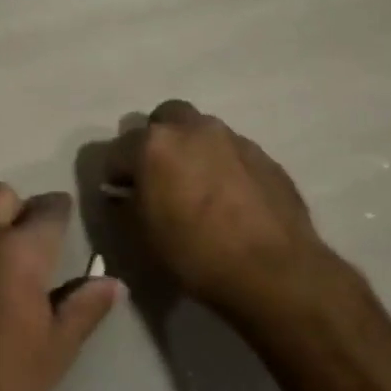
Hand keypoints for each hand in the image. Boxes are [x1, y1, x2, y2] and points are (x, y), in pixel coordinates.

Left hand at [0, 184, 122, 390]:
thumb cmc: (4, 378)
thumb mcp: (57, 348)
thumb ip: (86, 306)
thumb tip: (114, 283)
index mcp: (19, 251)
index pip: (48, 209)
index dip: (60, 212)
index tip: (64, 223)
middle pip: (0, 194)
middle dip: (19, 208)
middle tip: (27, 242)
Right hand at [105, 100, 351, 321]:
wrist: (274, 271)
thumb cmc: (195, 253)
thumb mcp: (143, 236)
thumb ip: (128, 204)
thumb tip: (127, 192)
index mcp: (154, 144)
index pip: (118, 150)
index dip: (116, 174)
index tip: (122, 196)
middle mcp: (192, 129)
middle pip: (164, 118)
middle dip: (157, 141)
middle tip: (160, 175)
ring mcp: (232, 138)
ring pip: (201, 131)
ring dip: (192, 149)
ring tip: (198, 186)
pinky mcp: (264, 156)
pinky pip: (232, 151)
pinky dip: (223, 165)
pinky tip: (229, 198)